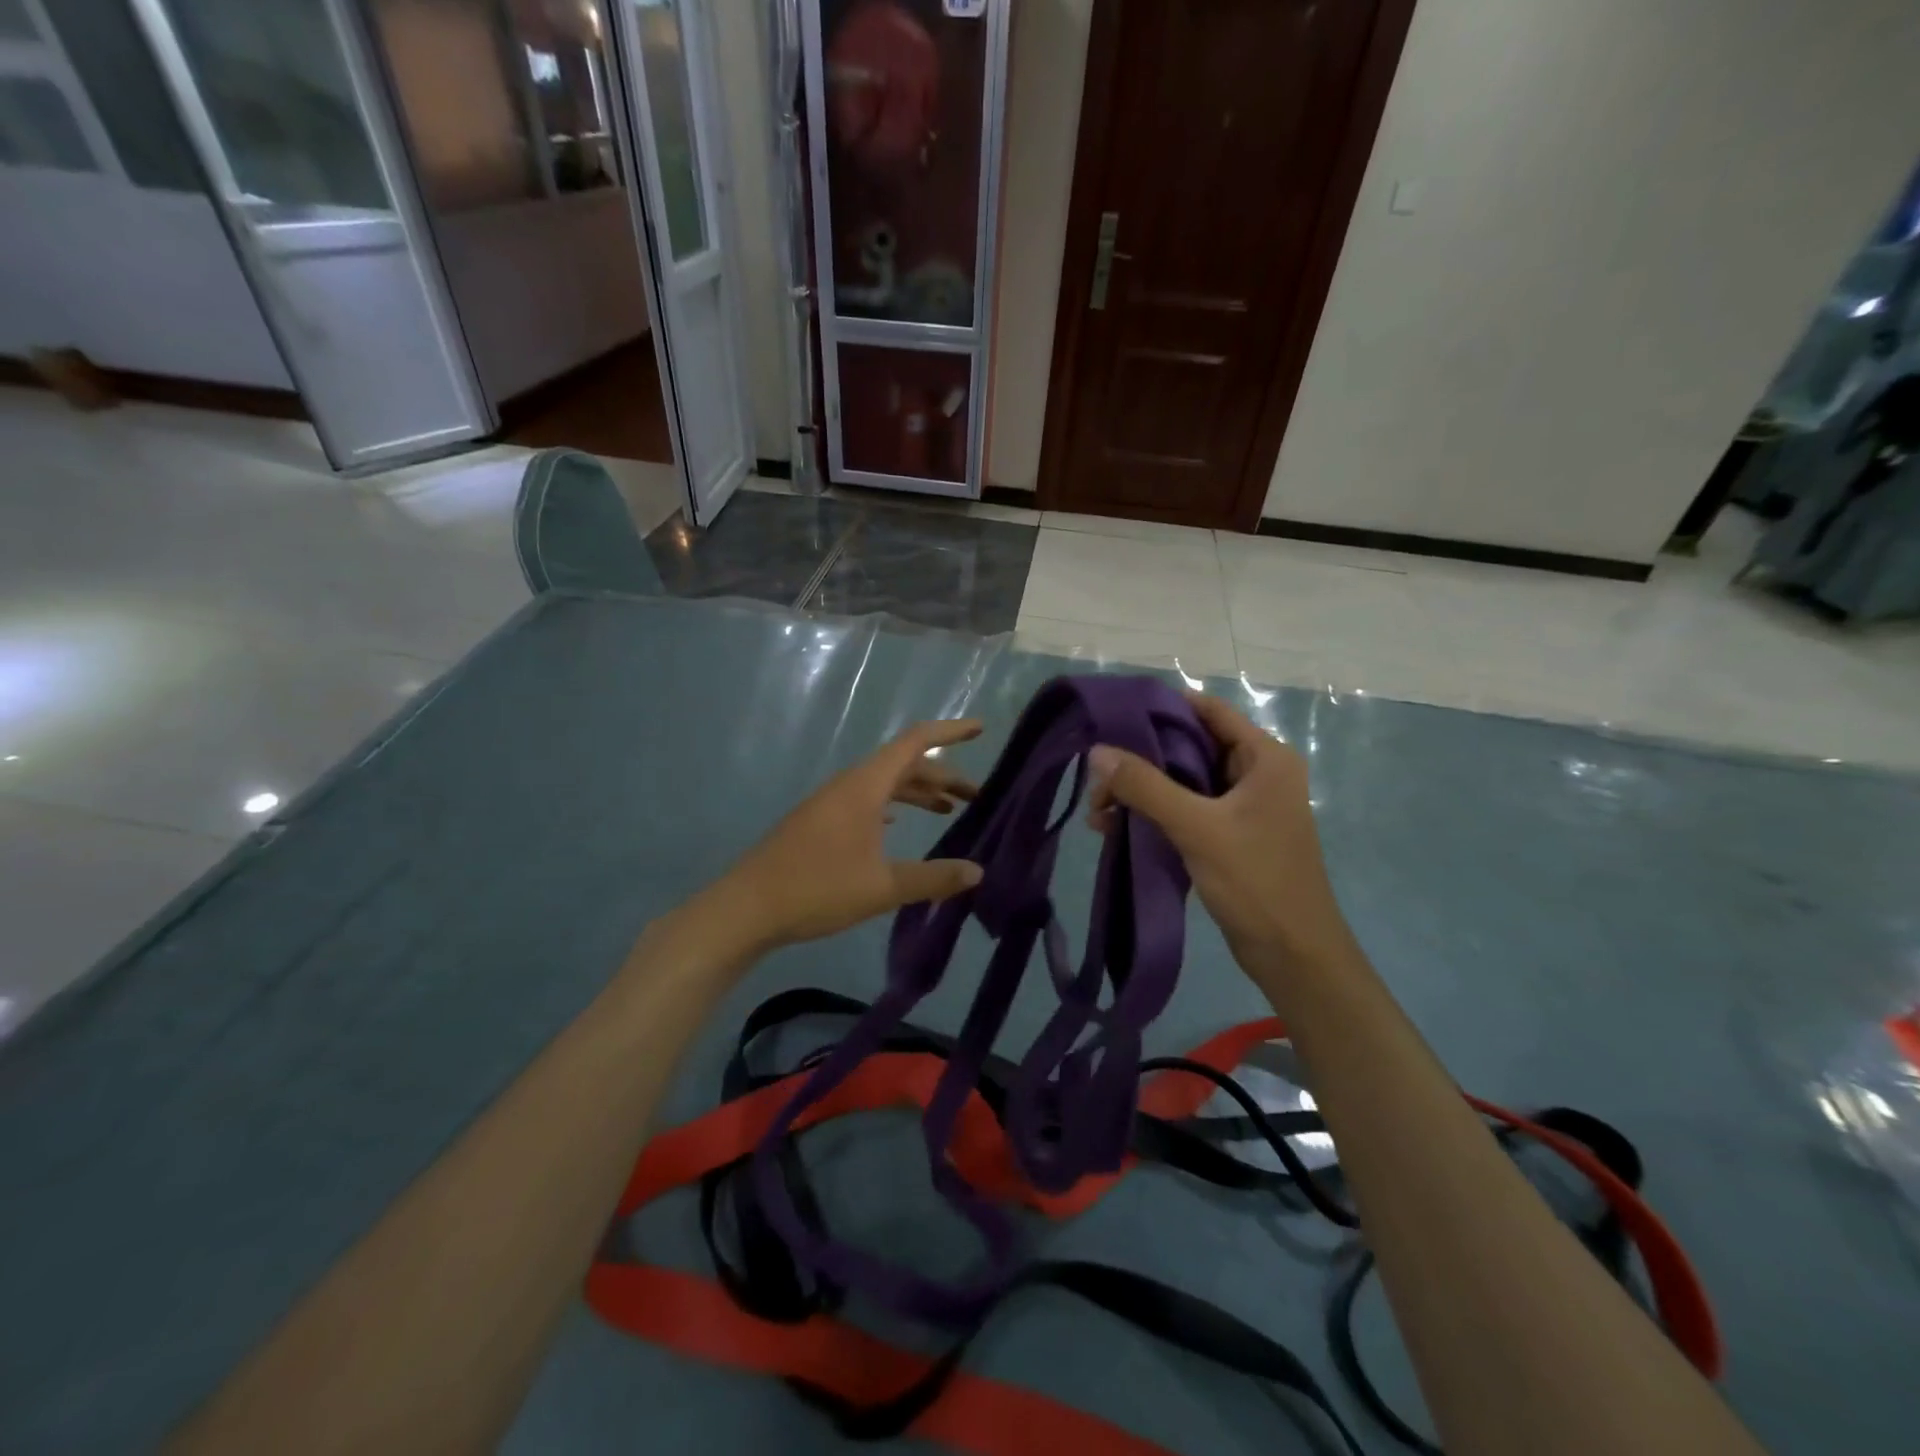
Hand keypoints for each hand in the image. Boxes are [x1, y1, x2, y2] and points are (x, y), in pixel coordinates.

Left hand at [716, 719, 985, 951]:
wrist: (746, 908)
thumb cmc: (817, 889)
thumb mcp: (882, 887)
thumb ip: (933, 878)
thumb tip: (978, 871)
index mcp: (865, 786)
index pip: (915, 743)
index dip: (950, 733)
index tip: (981, 729)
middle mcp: (849, 785)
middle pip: (904, 765)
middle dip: (943, 775)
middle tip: (977, 796)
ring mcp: (831, 803)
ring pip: (884, 785)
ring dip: (918, 792)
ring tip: (949, 810)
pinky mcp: (820, 823)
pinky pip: (867, 802)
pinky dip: (892, 807)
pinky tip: (899, 826)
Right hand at [1086, 693, 1357, 988]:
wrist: (1294, 957)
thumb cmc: (1256, 881)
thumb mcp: (1197, 827)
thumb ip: (1146, 786)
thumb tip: (1097, 752)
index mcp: (1264, 757)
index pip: (1207, 710)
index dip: (1160, 707)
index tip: (1112, 715)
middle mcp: (1256, 773)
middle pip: (1189, 746)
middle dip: (1140, 758)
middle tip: (1096, 775)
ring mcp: (1242, 806)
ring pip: (1182, 781)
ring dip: (1141, 790)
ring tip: (1097, 810)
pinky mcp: (1229, 835)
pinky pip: (1184, 809)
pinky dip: (1153, 813)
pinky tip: (1115, 827)